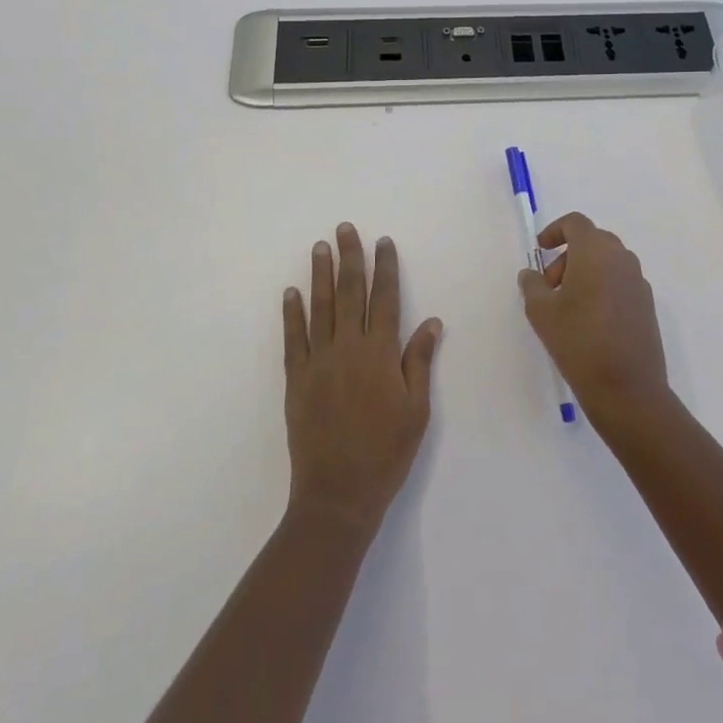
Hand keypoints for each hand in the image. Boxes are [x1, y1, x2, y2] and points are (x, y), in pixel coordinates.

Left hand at [283, 224, 442, 532]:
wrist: (338, 494)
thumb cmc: (386, 453)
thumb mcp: (417, 411)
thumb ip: (419, 362)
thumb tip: (431, 321)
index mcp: (381, 353)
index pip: (385, 299)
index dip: (385, 268)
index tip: (383, 242)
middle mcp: (349, 348)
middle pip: (350, 293)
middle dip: (350, 257)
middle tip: (345, 228)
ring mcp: (319, 361)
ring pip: (321, 307)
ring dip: (320, 274)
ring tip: (320, 247)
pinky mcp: (296, 378)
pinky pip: (293, 338)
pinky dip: (292, 312)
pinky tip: (291, 292)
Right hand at [518, 213, 670, 428]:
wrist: (627, 389)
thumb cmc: (578, 342)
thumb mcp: (541, 312)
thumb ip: (532, 285)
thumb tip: (531, 274)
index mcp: (596, 252)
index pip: (576, 223)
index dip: (555, 230)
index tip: (541, 250)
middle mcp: (622, 259)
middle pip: (592, 240)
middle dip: (568, 255)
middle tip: (550, 285)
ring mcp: (638, 282)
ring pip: (608, 262)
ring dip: (585, 271)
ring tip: (567, 306)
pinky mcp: (647, 305)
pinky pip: (620, 282)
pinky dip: (603, 287)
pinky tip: (590, 320)